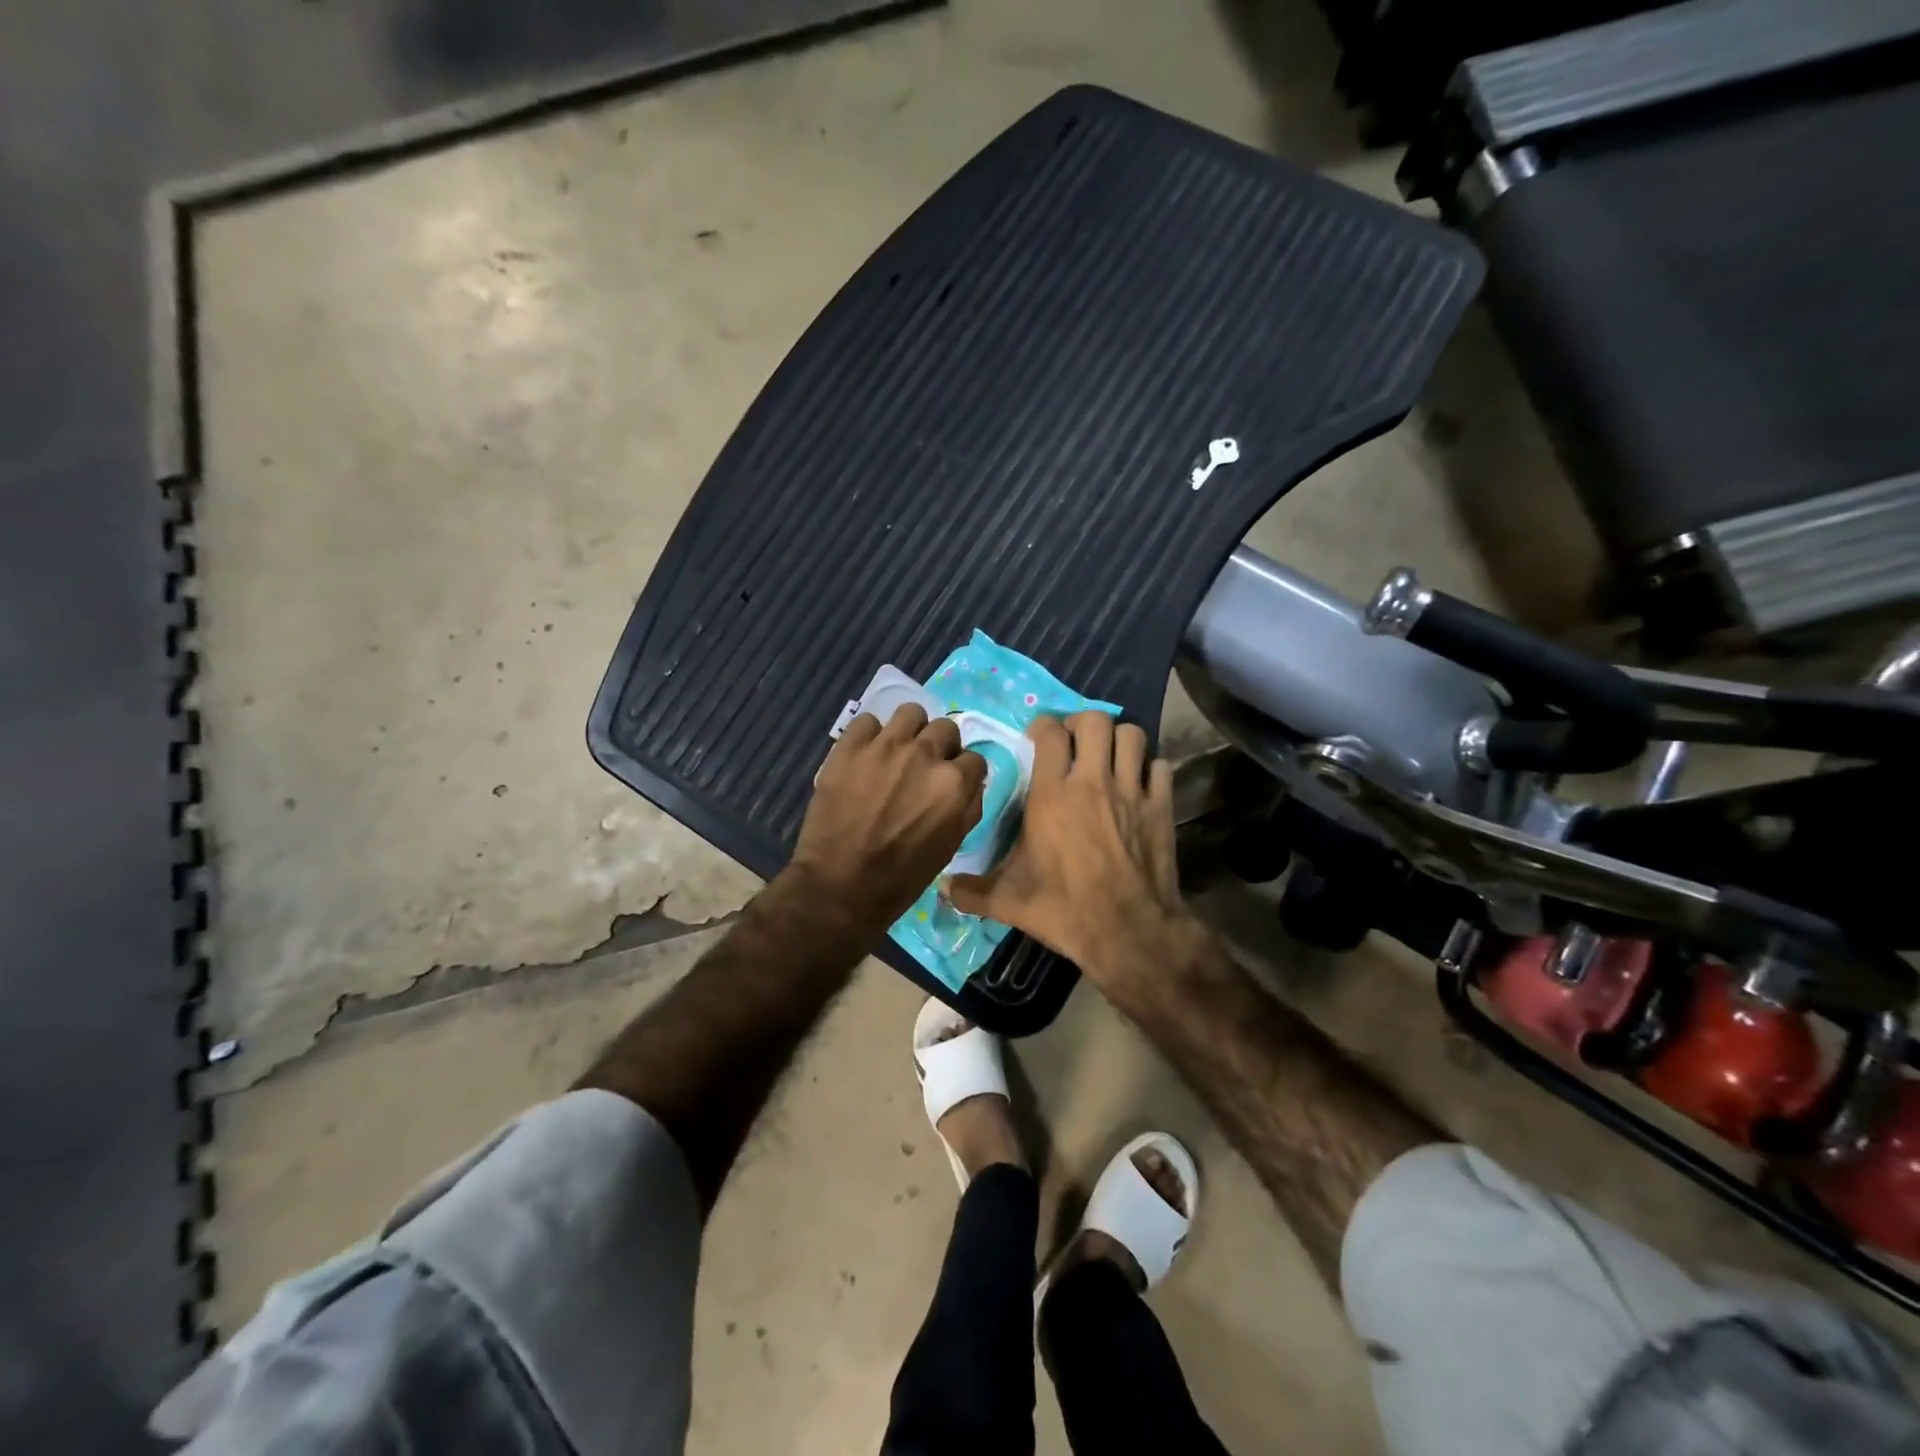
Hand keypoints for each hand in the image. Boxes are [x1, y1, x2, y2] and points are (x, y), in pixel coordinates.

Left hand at [791, 705, 986, 932]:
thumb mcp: (951, 846)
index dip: (964, 771)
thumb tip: (970, 784)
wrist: (841, 885)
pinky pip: (867, 721)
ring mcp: (885, 745)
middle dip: (940, 746)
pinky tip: (865, 756)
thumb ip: (968, 807)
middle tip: (924, 766)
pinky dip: (870, 736)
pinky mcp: (850, 746)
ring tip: (896, 751)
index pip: (974, 758)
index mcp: (954, 783)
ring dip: (910, 731)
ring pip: (910, 713)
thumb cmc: (902, 876)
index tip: (952, 783)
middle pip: (945, 728)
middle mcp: (925, 754)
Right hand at [947, 713, 1201, 999]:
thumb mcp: (1009, 901)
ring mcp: (1131, 792)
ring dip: (1119, 740)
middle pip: (1095, 721)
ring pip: (1132, 735)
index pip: (1050, 732)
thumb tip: (942, 887)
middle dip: (1083, 723)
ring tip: (1108, 756)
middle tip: (1075, 741)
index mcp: (1052, 795)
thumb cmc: (1064, 910)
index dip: (1043, 725)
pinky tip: (1139, 784)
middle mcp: (1092, 782)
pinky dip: (1150, 769)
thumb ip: (972, 891)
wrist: (1128, 932)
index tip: (1038, 735)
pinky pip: (1160, 767)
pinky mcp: (1160, 808)